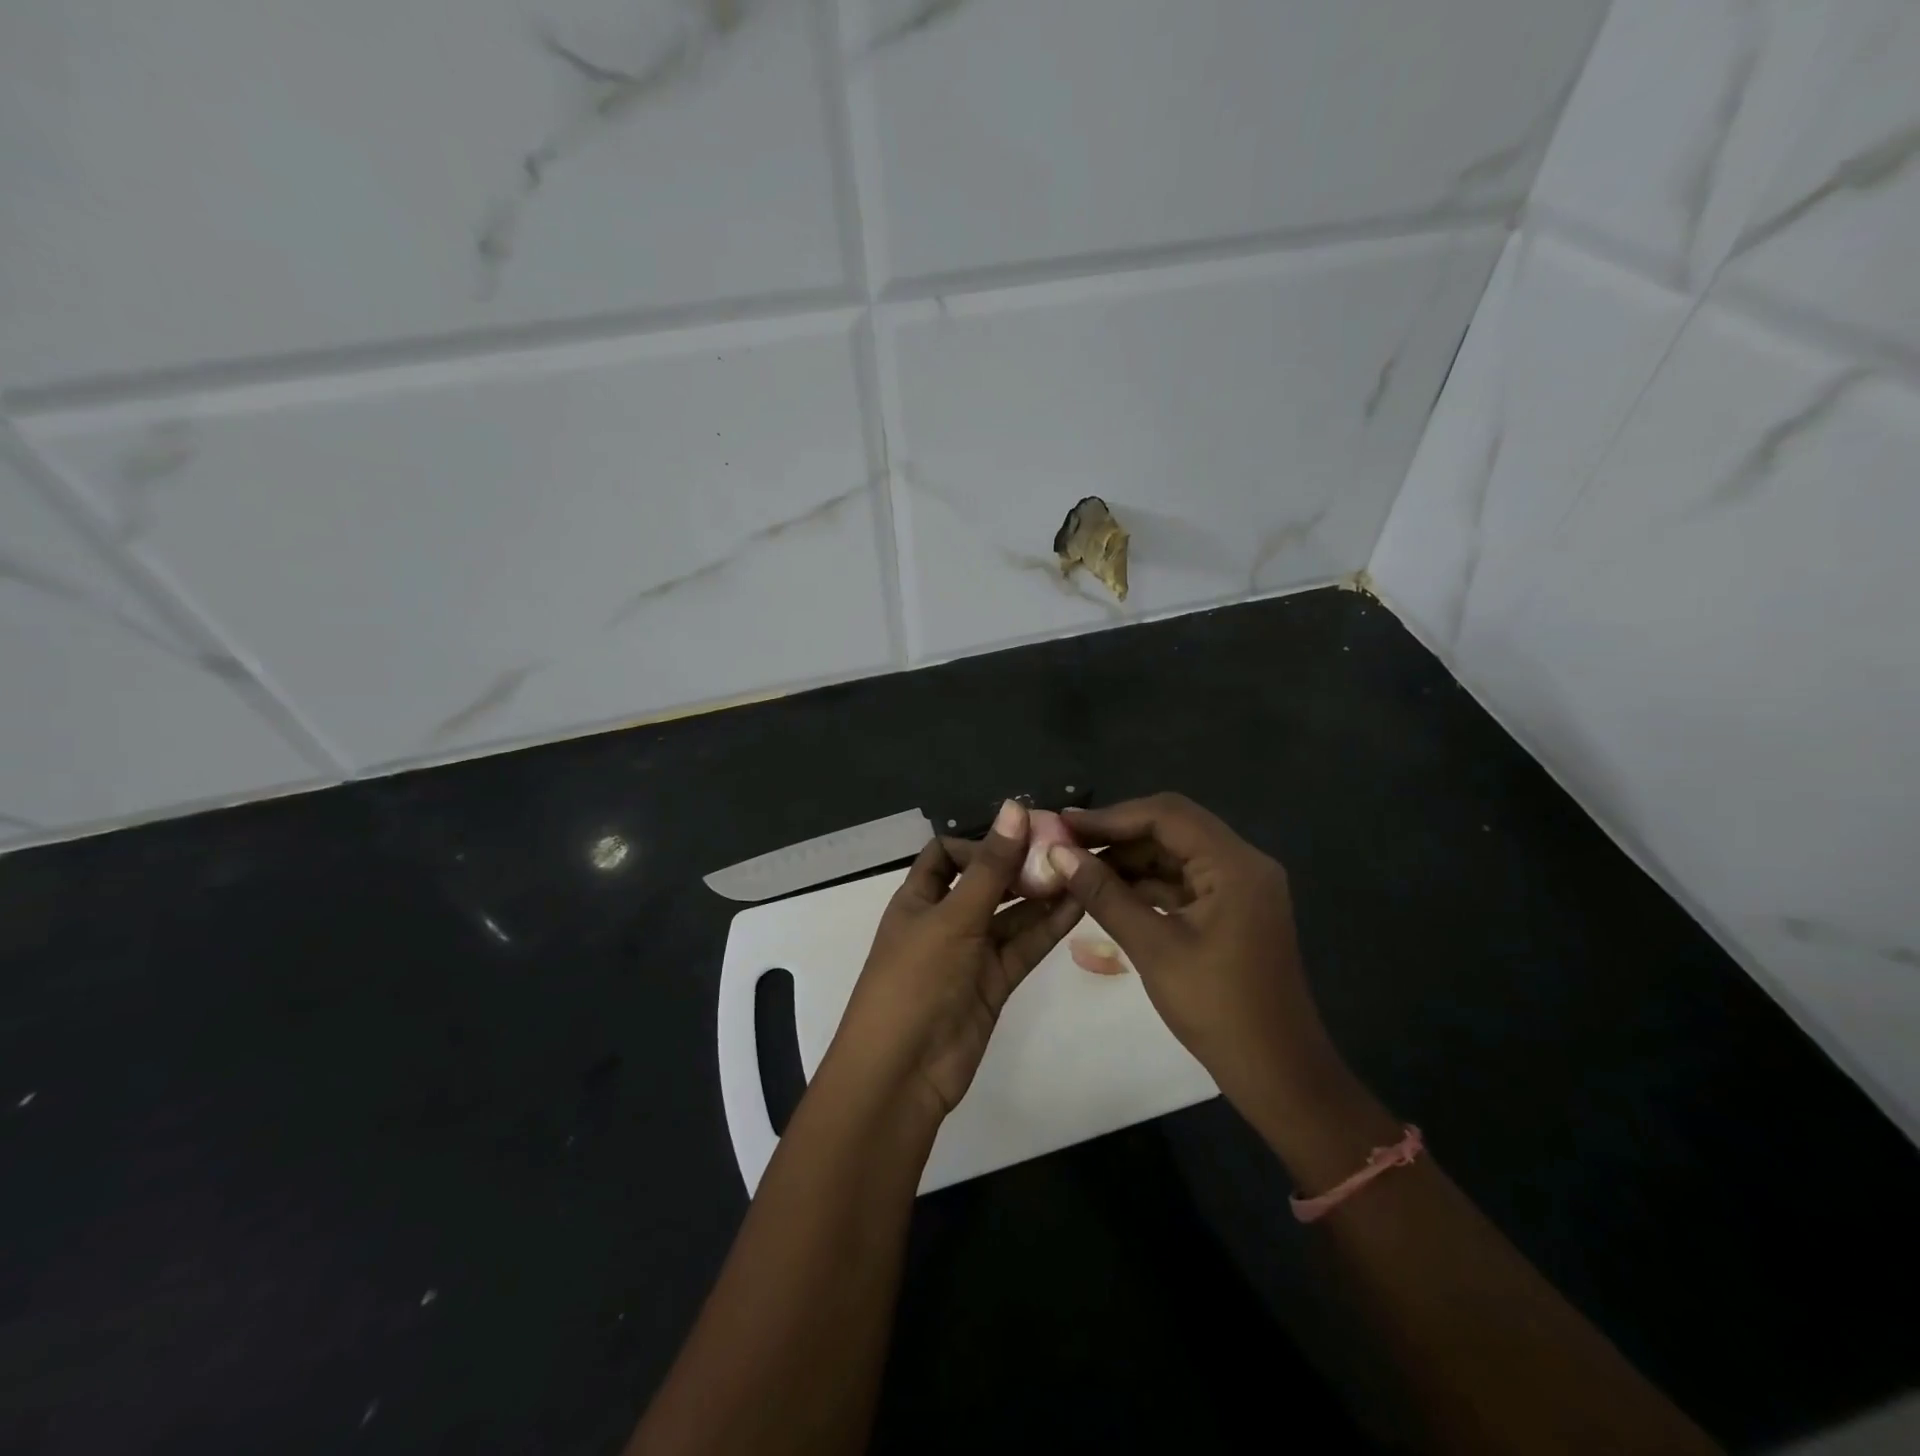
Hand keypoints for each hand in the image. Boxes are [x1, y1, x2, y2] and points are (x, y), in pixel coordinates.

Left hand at [829, 800, 1082, 1121]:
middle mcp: (944, 920)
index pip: (946, 855)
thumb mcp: (952, 917)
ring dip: (1040, 894)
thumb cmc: (916, 980)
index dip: (980, 842)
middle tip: (1066, 847)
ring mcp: (970, 953)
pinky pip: (1023, 946)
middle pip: (985, 883)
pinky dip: (1047, 927)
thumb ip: (990, 866)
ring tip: (1082, 869)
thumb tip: (1015, 807)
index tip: (1022, 836)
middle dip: (1019, 865)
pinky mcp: (994, 983)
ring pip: (1010, 915)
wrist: (904, 1072)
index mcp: (918, 898)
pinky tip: (1078, 903)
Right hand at [1047, 794, 1342, 1112]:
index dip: (1111, 816)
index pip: (1166, 815)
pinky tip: (1108, 890)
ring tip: (1077, 866)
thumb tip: (1058, 854)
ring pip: (1175, 853)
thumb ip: (1104, 894)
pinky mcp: (1232, 908)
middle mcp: (1243, 862)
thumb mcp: (1153, 947)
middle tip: (1065, 843)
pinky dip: (1147, 882)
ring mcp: (1240, 886)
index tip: (1064, 824)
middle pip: (1172, 827)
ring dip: (1130, 858)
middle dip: (1118, 834)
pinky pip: (1184, 879)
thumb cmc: (1216, 1008)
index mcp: (1234, 864)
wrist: (1276, 1072)